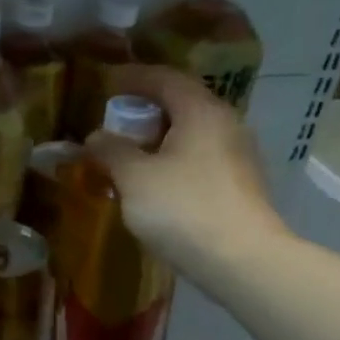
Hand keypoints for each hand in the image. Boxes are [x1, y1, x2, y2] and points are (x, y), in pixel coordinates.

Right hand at [85, 65, 291, 279]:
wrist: (242, 262)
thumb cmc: (183, 208)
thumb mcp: (134, 177)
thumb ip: (111, 151)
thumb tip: (96, 137)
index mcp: (201, 111)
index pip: (164, 78)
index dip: (132, 77)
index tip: (106, 83)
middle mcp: (225, 124)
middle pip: (181, 104)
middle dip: (145, 110)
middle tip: (114, 122)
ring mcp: (238, 155)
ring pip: (191, 134)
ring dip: (158, 138)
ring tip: (129, 155)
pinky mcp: (241, 184)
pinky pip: (200, 158)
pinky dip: (173, 160)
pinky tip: (155, 182)